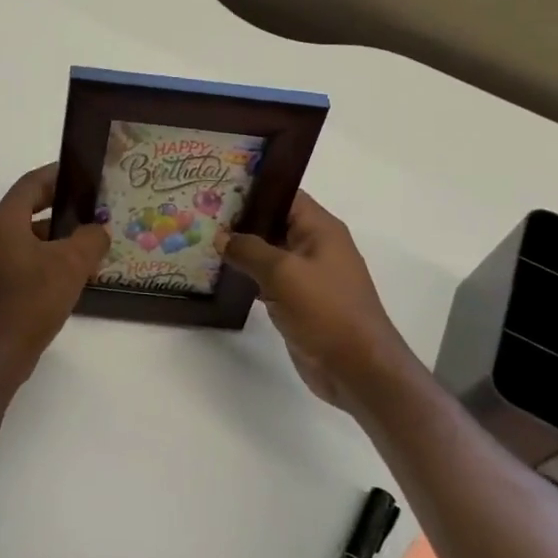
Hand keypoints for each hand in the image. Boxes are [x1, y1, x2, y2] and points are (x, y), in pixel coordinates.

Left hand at [0, 164, 108, 399]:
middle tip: (93, 207)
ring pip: (30, 237)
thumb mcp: (70, 265)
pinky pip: (26, 259)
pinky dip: (49, 258)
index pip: (31, 184)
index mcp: (4, 221)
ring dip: (58, 236)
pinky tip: (73, 274)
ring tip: (91, 242)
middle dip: (62, 206)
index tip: (84, 174)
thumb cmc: (30, 301)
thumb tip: (98, 230)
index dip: (58, 174)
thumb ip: (90, 239)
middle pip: (29, 208)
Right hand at [220, 192, 410, 412]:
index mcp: (320, 229)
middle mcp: (316, 246)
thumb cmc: (325, 310)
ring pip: (269, 253)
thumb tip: (221, 237)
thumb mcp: (282, 272)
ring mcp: (308, 275)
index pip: (284, 195)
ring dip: (241, 250)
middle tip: (200, 214)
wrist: (358, 369)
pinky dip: (248, 276)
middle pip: (273, 222)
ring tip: (202, 241)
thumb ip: (248, 249)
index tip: (217, 188)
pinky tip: (220, 276)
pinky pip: (269, 279)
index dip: (253, 189)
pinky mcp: (300, 301)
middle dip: (240, 219)